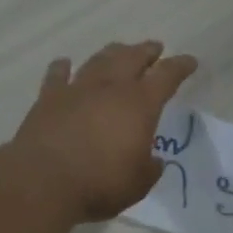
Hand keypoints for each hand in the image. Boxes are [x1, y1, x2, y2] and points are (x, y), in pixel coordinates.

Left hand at [11, 41, 197, 220]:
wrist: (43, 181)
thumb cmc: (100, 184)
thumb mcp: (138, 184)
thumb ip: (149, 168)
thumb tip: (152, 160)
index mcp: (139, 105)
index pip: (166, 76)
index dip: (180, 67)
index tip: (190, 61)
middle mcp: (109, 88)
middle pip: (132, 58)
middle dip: (146, 51)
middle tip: (154, 48)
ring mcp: (76, 89)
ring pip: (98, 60)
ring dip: (112, 53)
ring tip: (119, 49)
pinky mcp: (48, 99)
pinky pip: (57, 75)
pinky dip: (63, 67)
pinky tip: (64, 64)